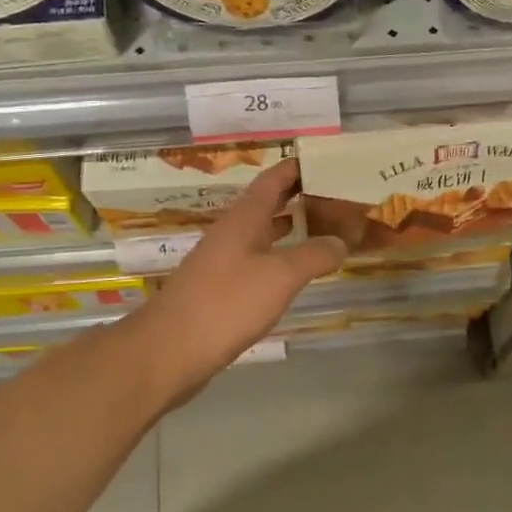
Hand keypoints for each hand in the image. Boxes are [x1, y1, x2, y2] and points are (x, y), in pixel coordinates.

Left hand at [128, 158, 345, 407]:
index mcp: (244, 218)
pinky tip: (295, 273)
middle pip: (268, 204)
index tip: (327, 161)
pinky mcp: (220, 290)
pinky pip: (257, 262)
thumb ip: (314, 255)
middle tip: (337, 197)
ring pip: (262, 234)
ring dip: (290, 228)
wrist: (170, 351)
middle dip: (299, 197)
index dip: (297, 167)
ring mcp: (223, 262)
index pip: (273, 179)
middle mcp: (232, 233)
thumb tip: (341, 241)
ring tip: (325, 229)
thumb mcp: (280, 276)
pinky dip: (280, 258)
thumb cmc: (226, 303)